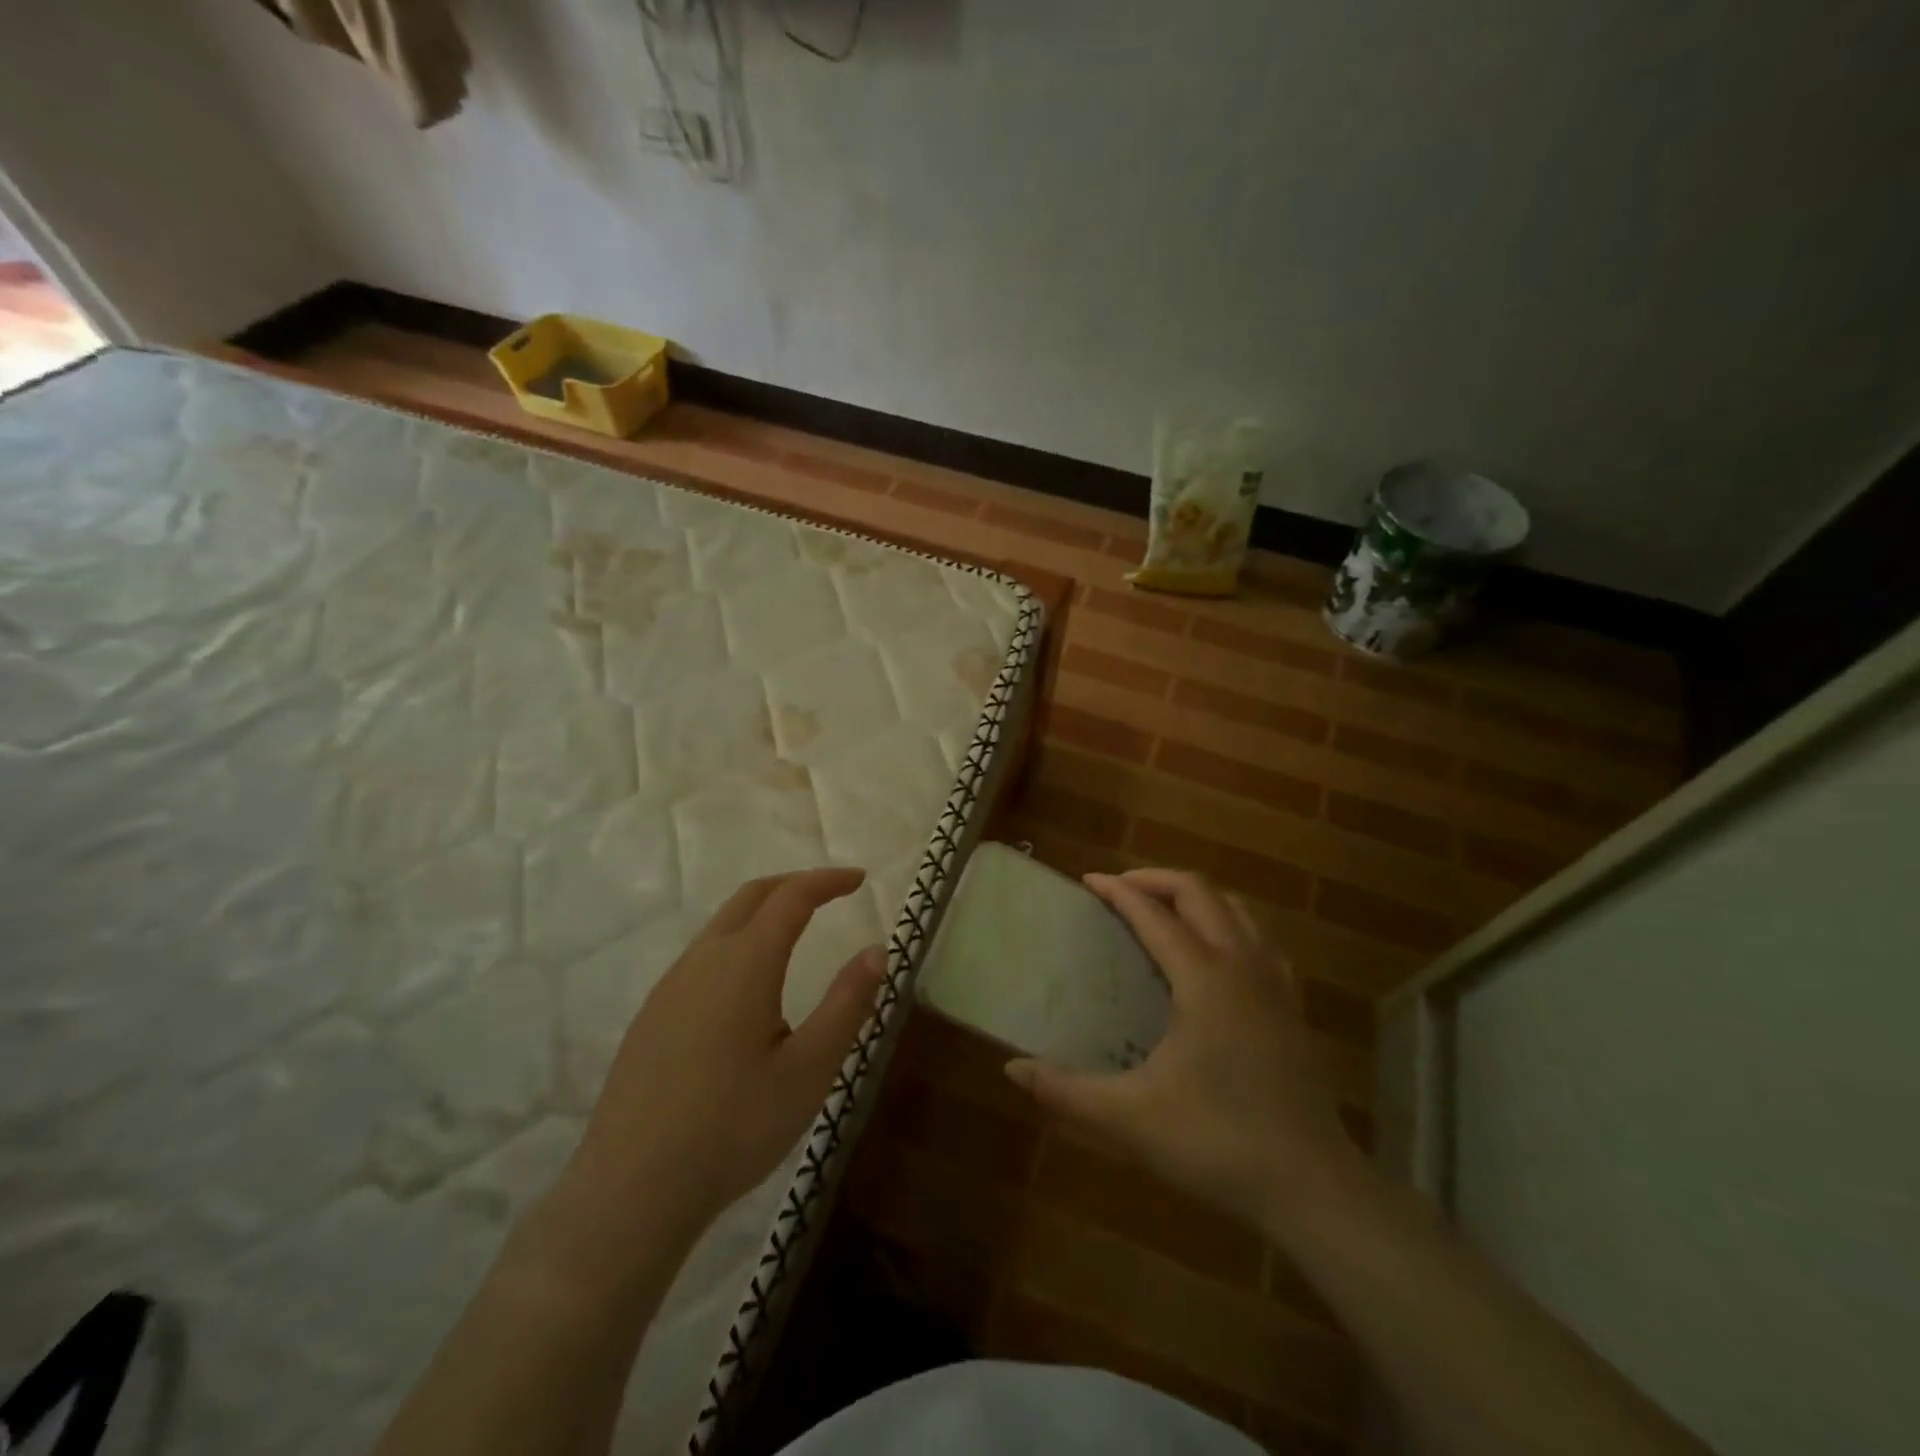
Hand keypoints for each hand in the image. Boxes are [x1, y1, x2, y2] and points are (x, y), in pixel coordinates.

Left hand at [561, 868, 885, 1247]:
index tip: (860, 879)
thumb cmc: (733, 1128)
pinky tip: (747, 989)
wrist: (631, 1190)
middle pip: (751, 897)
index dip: (828, 881)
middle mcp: (703, 960)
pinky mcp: (651, 1016)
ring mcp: (670, 987)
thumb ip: (847, 1004)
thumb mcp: (808, 1070)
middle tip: (831, 893)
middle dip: (794, 884)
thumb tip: (876, 951)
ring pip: (722, 925)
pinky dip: (737, 942)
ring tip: (796, 933)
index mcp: (744, 963)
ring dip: (763, 913)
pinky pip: (701, 957)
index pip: (792, 897)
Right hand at [1006, 868, 1357, 1233]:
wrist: (1313, 1187)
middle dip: (1156, 879)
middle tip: (1119, 889)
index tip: (1088, 881)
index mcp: (1204, 978)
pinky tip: (1214, 954)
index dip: (1118, 891)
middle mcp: (1241, 965)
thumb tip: (1012, 1069)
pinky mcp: (1292, 1005)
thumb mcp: (1131, 1118)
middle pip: (1200, 893)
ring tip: (1162, 910)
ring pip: (1236, 909)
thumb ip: (1067, 1091)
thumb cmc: (1219, 1143)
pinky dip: (1228, 923)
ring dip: (1195, 896)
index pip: (1154, 914)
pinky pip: (1258, 938)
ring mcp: (1274, 983)